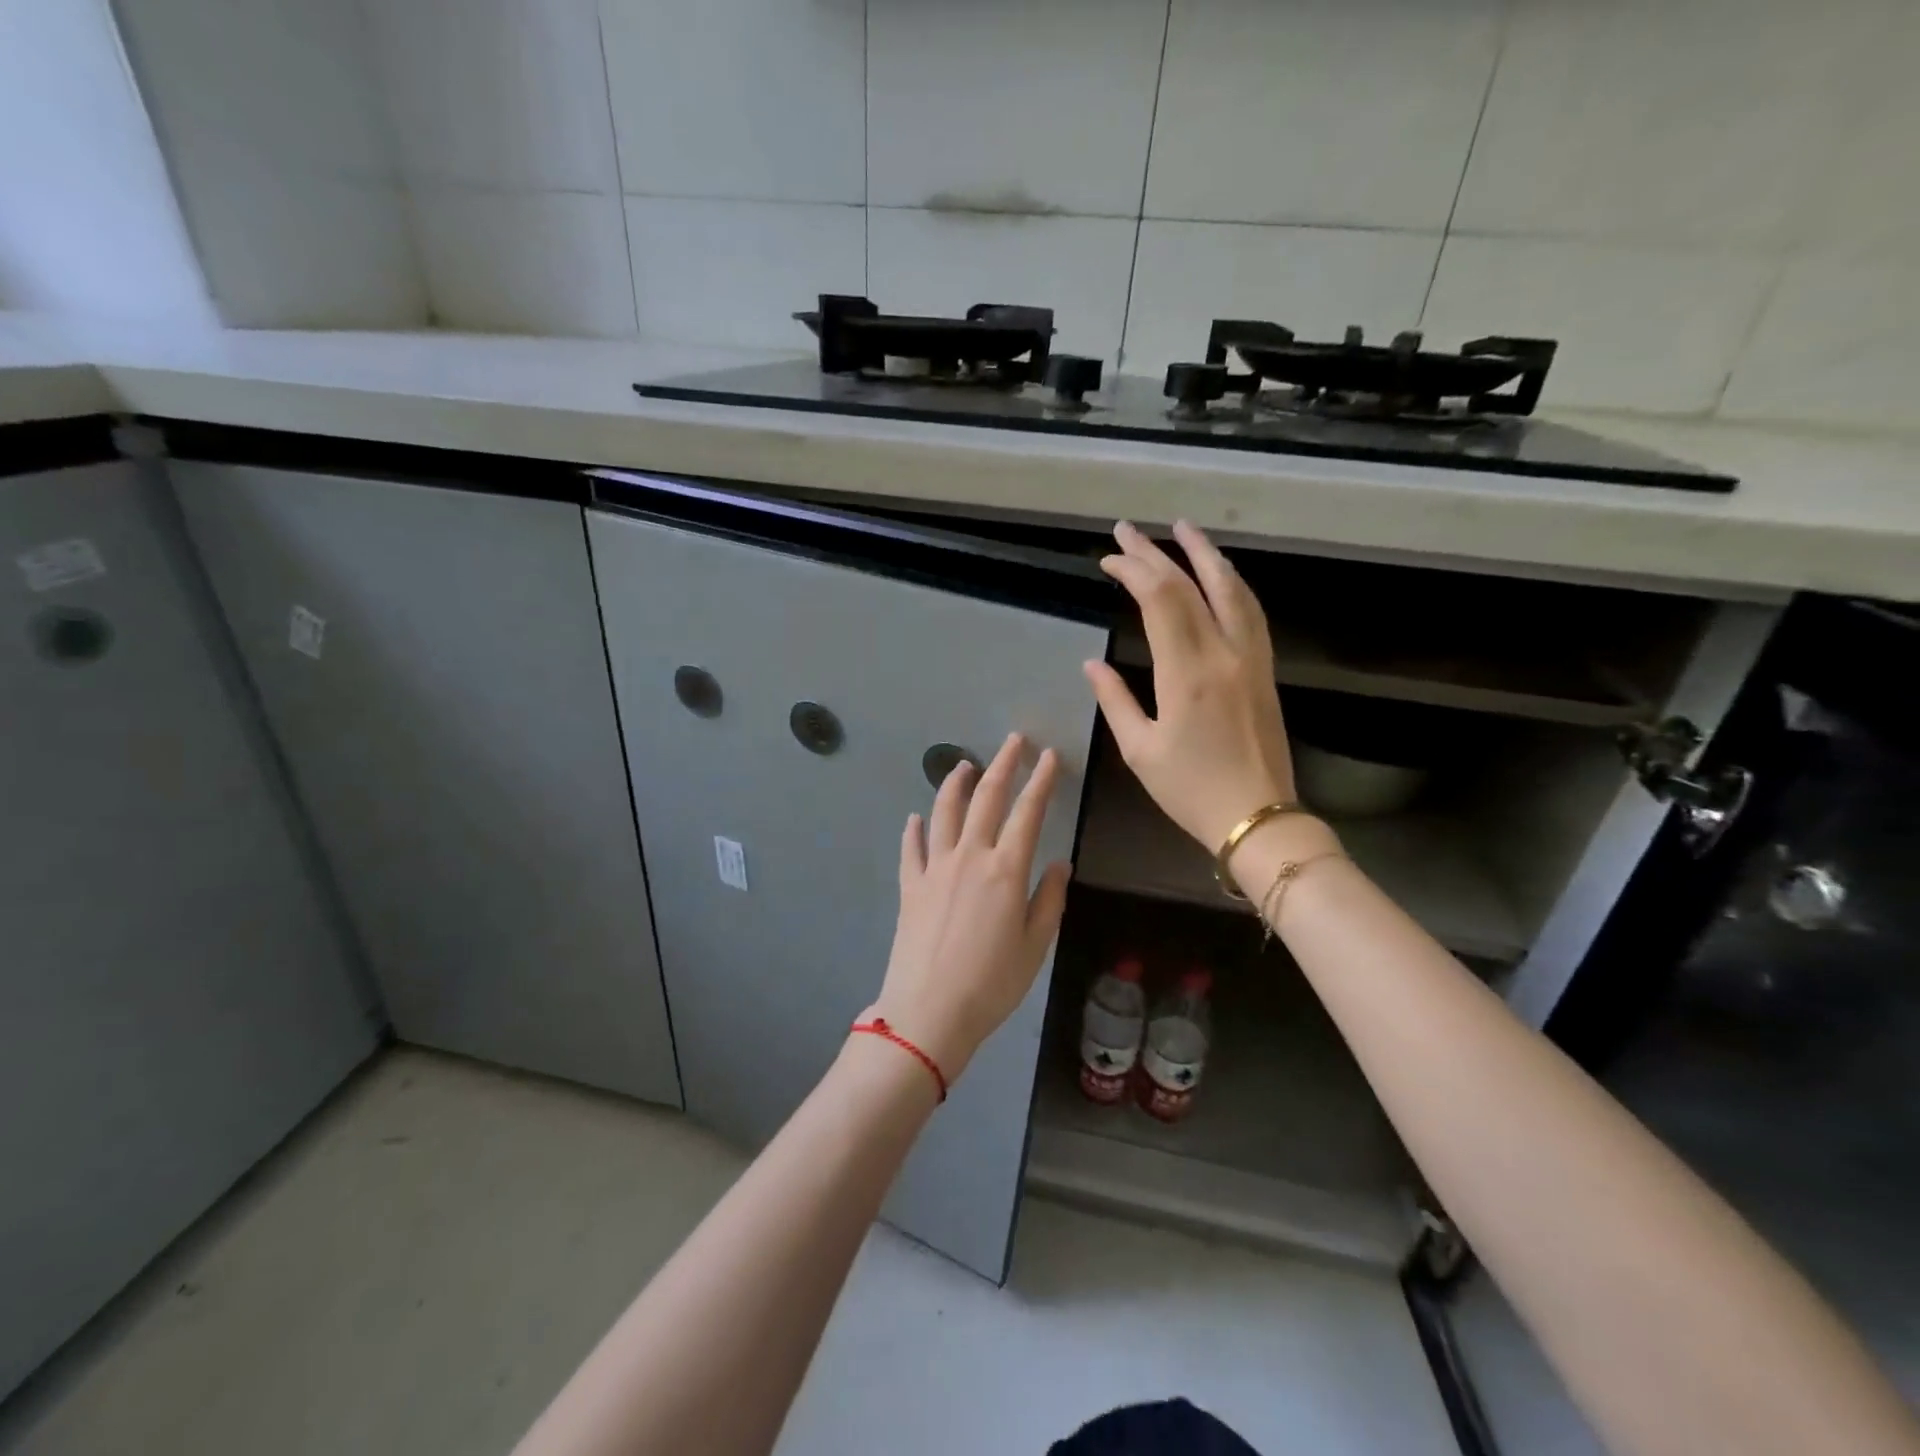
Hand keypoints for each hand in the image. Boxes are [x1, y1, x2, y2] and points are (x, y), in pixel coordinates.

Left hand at [868, 733, 1071, 1082]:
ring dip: (955, 784)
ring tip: (964, 766)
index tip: (1049, 755)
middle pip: (986, 798)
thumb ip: (1049, 899)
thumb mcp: (1035, 946)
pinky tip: (915, 818)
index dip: (1041, 780)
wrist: (929, 1011)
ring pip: (944, 812)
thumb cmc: (992, 984)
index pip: (1028, 812)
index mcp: (1006, 870)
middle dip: (1003, 764)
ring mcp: (934, 868)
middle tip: (1013, 740)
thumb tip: (1058, 862)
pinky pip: (911, 848)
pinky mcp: (909, 886)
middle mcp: (969, 857)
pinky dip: (914, 828)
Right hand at [1083, 520, 1296, 851]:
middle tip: (1128, 530)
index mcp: (1187, 673)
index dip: (1133, 570)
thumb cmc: (1191, 790)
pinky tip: (1220, 574)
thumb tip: (1092, 664)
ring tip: (1183, 529)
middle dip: (1156, 553)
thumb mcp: (1140, 750)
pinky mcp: (1265, 669)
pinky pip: (1250, 610)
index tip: (1108, 559)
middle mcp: (1223, 653)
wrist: (1258, 817)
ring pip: (1231, 589)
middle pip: (1191, 585)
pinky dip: (1231, 582)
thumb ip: (1115, 700)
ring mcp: (1251, 658)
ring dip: (1205, 554)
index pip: (1160, 600)